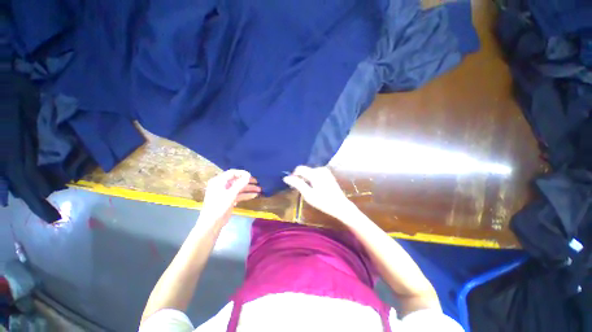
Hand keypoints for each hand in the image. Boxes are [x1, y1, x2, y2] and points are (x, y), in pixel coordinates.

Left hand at [198, 169, 260, 228]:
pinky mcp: (229, 200)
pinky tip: (254, 195)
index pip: (232, 173)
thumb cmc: (219, 206)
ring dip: (248, 189)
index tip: (251, 175)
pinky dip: (245, 195)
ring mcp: (225, 193)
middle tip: (257, 182)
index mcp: (219, 181)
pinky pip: (238, 195)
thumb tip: (248, 175)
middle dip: (247, 182)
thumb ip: (240, 184)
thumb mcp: (231, 194)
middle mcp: (222, 185)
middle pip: (236, 181)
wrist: (212, 223)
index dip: (242, 173)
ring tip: (259, 189)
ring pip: (239, 188)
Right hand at [283, 166, 353, 220]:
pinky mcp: (328, 174)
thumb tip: (286, 178)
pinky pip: (315, 173)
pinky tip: (313, 187)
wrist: (340, 206)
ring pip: (310, 172)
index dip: (293, 175)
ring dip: (305, 178)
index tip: (291, 184)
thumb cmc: (323, 202)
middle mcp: (320, 169)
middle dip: (300, 177)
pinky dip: (311, 178)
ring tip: (306, 189)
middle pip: (305, 170)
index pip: (299, 168)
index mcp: (315, 173)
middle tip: (298, 189)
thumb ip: (297, 184)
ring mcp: (325, 171)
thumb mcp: (308, 194)